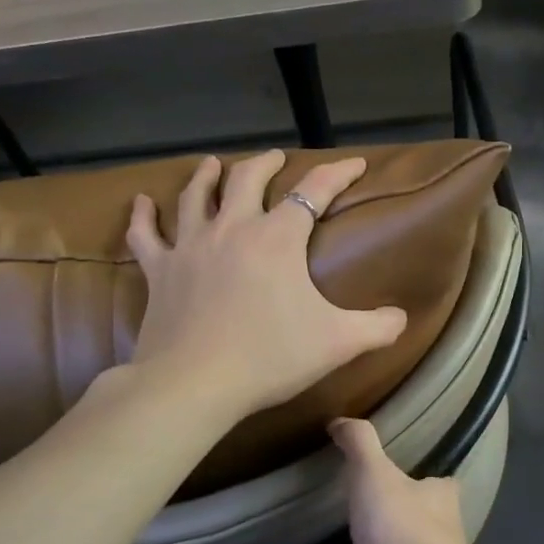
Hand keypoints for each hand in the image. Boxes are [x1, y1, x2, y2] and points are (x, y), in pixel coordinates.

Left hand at [120, 151, 407, 422]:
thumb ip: (377, 327)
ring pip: (196, 195)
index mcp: (278, 238)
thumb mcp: (338, 342)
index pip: (314, 191)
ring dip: (207, 175)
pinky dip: (143, 215)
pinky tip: (141, 202)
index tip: (354, 163)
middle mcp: (232, 229)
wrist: (193, 385)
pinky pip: (145, 234)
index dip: (338, 173)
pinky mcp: (159, 271)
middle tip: (276, 158)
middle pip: (247, 179)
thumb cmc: (269, 357)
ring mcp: (190, 246)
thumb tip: (401, 318)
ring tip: (213, 163)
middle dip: (266, 163)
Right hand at [277, 418, 479, 543]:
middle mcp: (433, 540)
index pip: (432, 486)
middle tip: (321, 531)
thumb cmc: (402, 531)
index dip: (414, 481)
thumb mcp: (374, 475)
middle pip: (396, 532)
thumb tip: (340, 420)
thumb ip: (359, 445)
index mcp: (436, 501)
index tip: (383, 481)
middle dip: (359, 534)